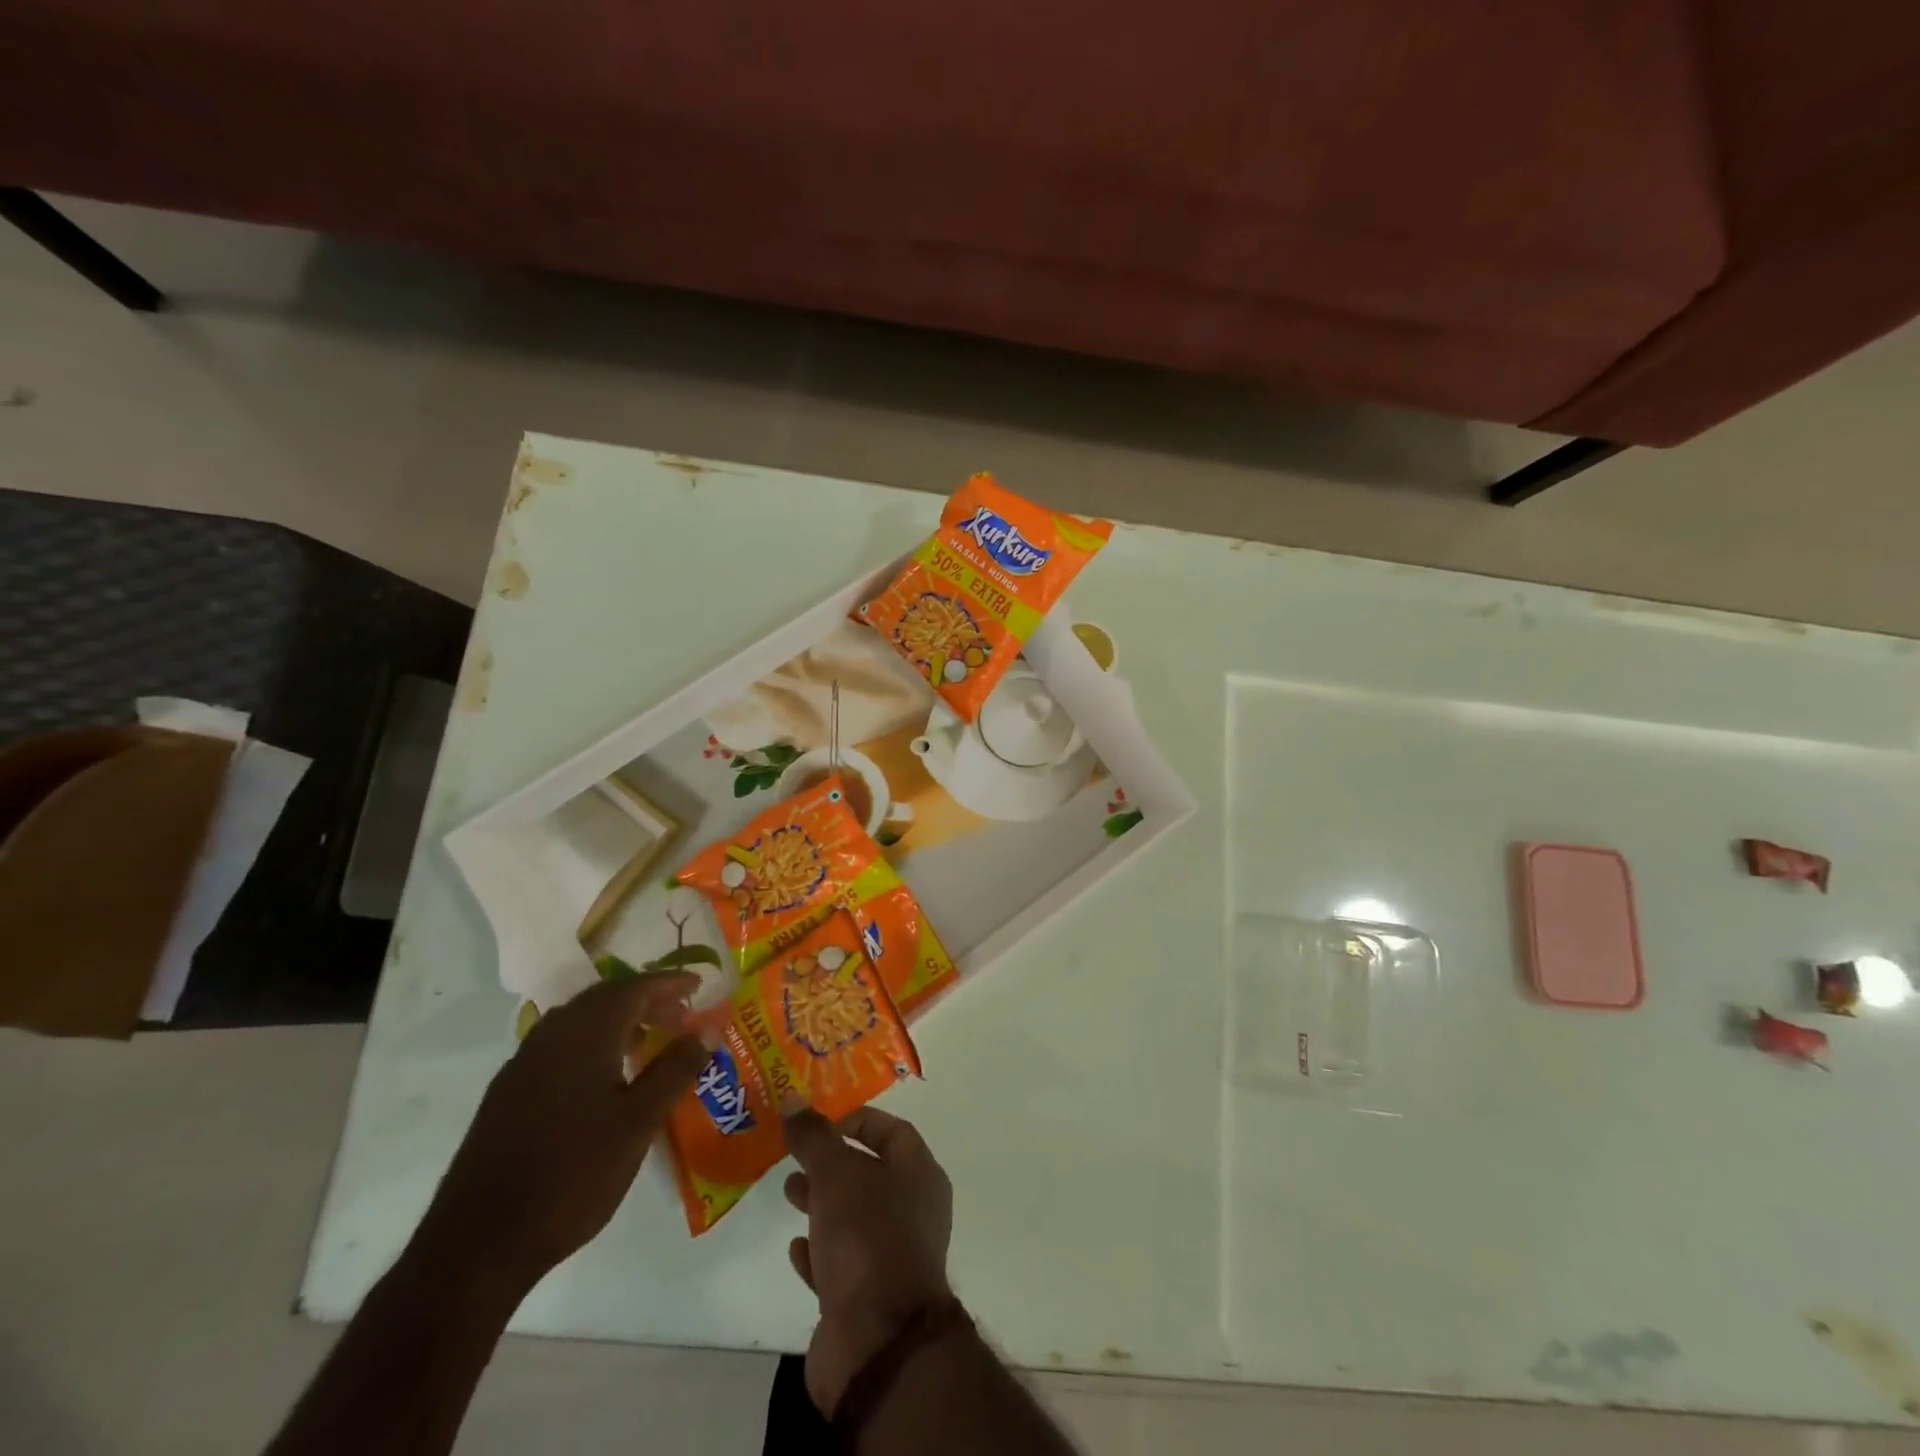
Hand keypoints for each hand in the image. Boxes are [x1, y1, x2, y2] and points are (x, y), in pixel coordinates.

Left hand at [421, 972, 709, 1295]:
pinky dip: (592, 1044)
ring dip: (618, 1021)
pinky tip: (605, 1078)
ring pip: (579, 1022)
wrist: (478, 1245)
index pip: (634, 988)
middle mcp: (551, 1036)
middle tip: (680, 1016)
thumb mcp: (639, 1122)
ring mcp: (523, 1064)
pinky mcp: (507, 1094)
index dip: (669, 983)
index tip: (699, 986)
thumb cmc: (573, 1175)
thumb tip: (708, 1029)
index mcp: (584, 1034)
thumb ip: (676, 1069)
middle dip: (646, 999)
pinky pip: (560, 1047)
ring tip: (649, 1042)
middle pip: (605, 998)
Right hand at [783, 1106, 954, 1413]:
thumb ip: (814, 1137)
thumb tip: (794, 1100)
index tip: (819, 1121)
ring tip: (788, 1193)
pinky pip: (842, 1264)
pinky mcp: (868, 1299)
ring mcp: (893, 1257)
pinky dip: (820, 1252)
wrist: (878, 1341)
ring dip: (822, 1204)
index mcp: (920, 1175)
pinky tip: (796, 1247)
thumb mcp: (837, 1174)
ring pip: (854, 1217)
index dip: (857, 1119)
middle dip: (832, 1163)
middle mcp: (913, 1211)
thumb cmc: (867, 1237)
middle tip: (795, 1155)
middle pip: (870, 1173)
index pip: (892, 1131)